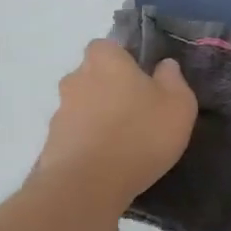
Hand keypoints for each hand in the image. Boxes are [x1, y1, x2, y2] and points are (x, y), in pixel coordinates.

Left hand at [35, 40, 197, 205]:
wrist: (89, 183)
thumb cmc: (140, 134)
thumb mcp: (178, 105)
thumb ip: (173, 80)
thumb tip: (165, 66)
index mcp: (105, 59)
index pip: (109, 47)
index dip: (125, 62)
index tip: (143, 82)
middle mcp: (75, 78)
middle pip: (94, 76)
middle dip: (110, 90)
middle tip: (136, 114)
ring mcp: (59, 111)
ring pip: (83, 107)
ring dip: (98, 119)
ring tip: (123, 145)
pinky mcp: (52, 143)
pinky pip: (76, 136)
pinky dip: (88, 144)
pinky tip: (106, 163)